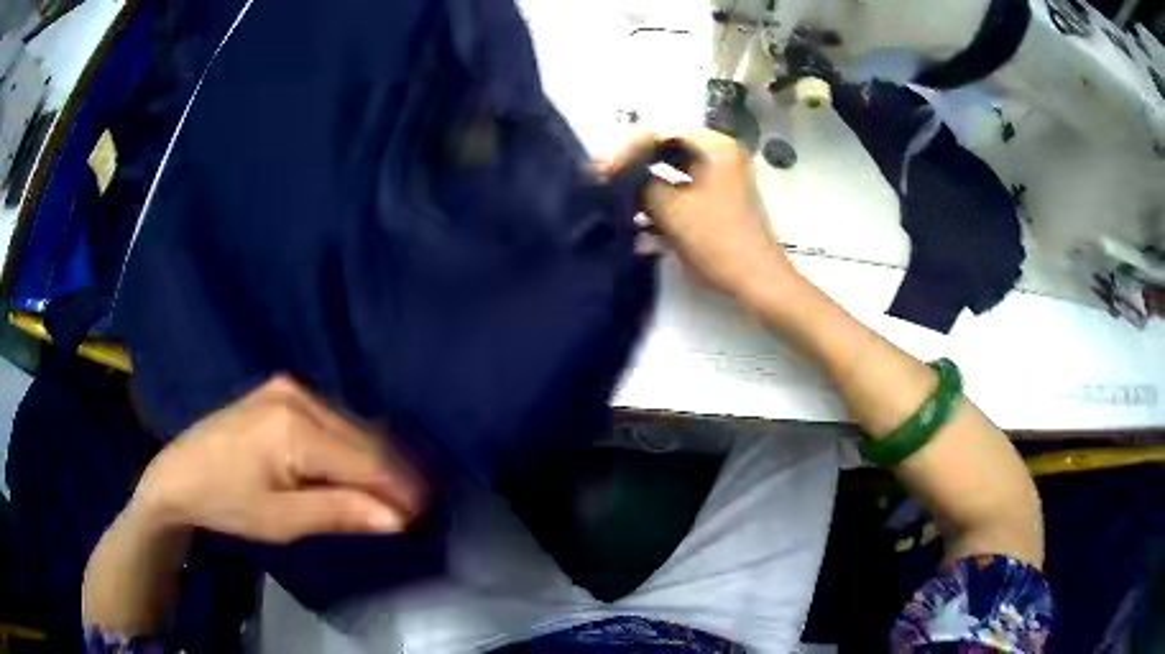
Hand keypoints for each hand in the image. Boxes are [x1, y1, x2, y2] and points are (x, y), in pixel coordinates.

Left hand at [130, 376, 426, 543]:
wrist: (179, 474)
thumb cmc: (227, 503)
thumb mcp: (281, 520)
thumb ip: (340, 512)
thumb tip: (397, 518)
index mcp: (294, 427)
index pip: (365, 459)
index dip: (399, 487)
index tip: (424, 514)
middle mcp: (297, 395)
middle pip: (362, 438)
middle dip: (390, 474)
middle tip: (409, 509)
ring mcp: (288, 388)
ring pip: (350, 426)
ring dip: (372, 460)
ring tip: (388, 494)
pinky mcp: (281, 391)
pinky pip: (331, 418)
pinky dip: (349, 446)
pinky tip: (355, 469)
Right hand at [605, 131, 794, 298]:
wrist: (757, 281)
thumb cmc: (717, 239)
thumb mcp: (670, 209)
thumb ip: (638, 185)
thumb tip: (616, 175)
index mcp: (714, 146)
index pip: (659, 134)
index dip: (626, 151)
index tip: (602, 173)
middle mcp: (720, 156)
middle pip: (666, 152)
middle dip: (634, 169)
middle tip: (605, 184)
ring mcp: (721, 180)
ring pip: (672, 175)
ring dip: (645, 190)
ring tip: (617, 204)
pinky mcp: (718, 204)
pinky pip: (683, 194)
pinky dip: (662, 205)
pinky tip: (639, 224)